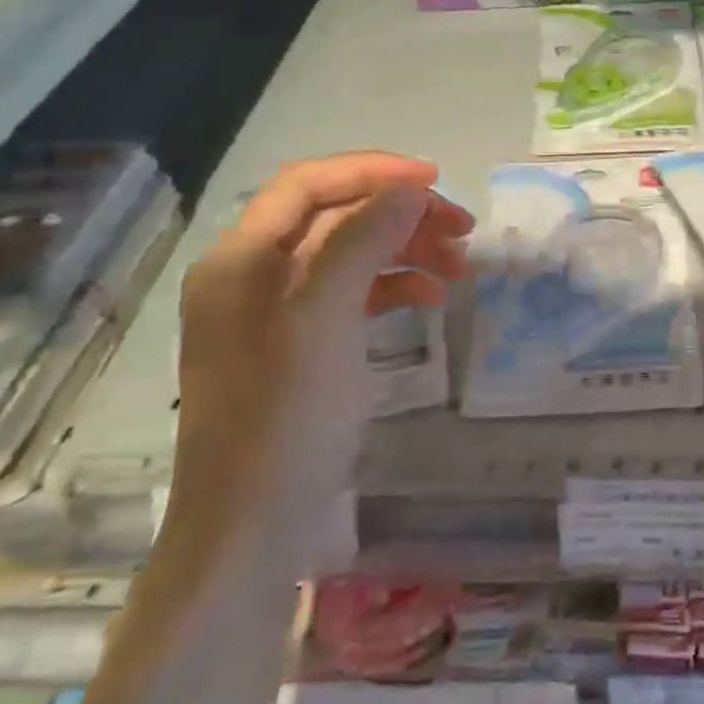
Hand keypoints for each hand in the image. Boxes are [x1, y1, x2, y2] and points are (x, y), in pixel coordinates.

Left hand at [173, 154, 472, 559]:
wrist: (251, 531)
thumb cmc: (286, 418)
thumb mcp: (326, 318)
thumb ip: (363, 240)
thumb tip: (408, 187)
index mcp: (241, 259)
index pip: (308, 184)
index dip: (372, 172)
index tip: (435, 182)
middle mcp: (252, 275)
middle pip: (335, 218)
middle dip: (400, 215)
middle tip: (462, 228)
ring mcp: (275, 313)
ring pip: (349, 255)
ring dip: (405, 250)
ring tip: (460, 266)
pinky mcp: (300, 346)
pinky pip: (351, 295)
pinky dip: (393, 287)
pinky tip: (432, 298)